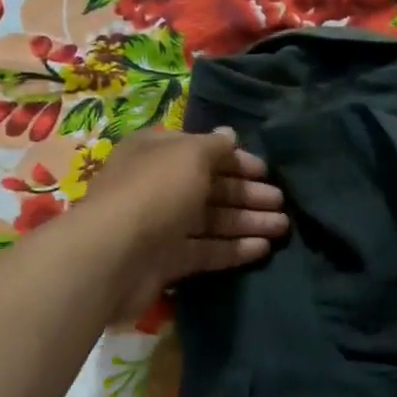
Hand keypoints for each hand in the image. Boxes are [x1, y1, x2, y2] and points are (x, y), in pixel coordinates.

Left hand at [78, 127, 288, 320]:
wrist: (113, 256)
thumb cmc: (155, 191)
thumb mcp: (189, 155)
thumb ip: (215, 146)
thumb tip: (231, 135)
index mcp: (157, 152)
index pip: (202, 151)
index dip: (235, 160)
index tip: (267, 172)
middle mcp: (158, 185)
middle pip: (210, 187)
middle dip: (247, 194)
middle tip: (282, 202)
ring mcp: (161, 225)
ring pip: (211, 221)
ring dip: (246, 222)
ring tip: (283, 227)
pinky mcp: (165, 261)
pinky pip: (205, 251)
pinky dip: (233, 249)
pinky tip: (262, 248)